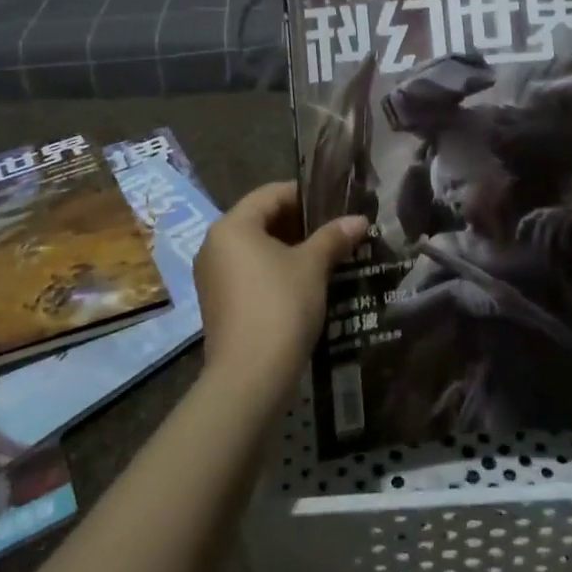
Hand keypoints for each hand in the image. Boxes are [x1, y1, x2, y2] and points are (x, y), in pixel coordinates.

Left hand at [193, 181, 368, 399]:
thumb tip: (359, 219)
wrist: (250, 377)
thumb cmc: (280, 306)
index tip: (335, 204)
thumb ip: (333, 237)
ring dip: (289, 248)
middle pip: (261, 219)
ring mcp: (212, 276)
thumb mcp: (312, 266)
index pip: (271, 194)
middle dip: (299, 223)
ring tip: (325, 256)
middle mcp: (214, 245)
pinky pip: (248, 272)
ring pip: (255, 248)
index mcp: (232, 226)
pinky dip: (274, 270)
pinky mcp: (217, 304)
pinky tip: (304, 283)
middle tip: (334, 230)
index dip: (305, 195)